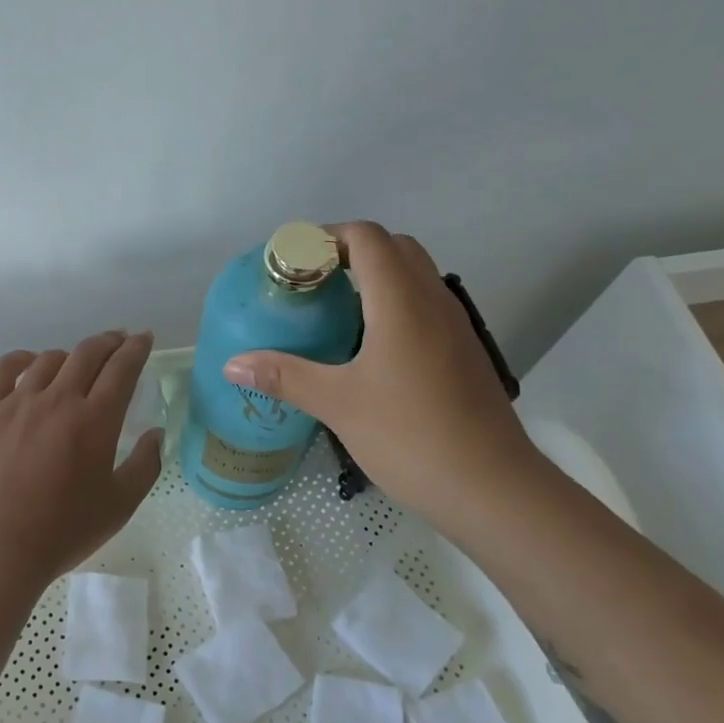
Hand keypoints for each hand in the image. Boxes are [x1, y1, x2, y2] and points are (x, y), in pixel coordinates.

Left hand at [0, 330, 163, 583]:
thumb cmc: (64, 531)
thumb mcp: (121, 505)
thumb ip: (146, 465)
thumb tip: (155, 434)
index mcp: (96, 420)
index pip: (122, 368)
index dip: (136, 348)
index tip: (144, 338)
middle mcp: (59, 399)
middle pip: (88, 353)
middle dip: (109, 342)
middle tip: (119, 341)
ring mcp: (18, 402)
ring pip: (49, 359)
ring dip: (71, 355)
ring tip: (78, 362)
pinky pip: (5, 369)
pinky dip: (23, 359)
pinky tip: (31, 363)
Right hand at [222, 222, 552, 537]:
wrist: (492, 486)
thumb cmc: (410, 435)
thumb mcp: (338, 404)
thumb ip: (285, 376)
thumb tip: (231, 363)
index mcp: (401, 301)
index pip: (367, 237)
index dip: (327, 236)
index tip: (293, 261)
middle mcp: (433, 301)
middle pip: (394, 248)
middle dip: (350, 252)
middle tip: (312, 283)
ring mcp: (455, 326)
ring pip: (415, 276)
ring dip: (376, 277)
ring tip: (334, 311)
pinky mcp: (464, 352)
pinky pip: (426, 306)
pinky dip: (395, 304)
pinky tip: (369, 347)